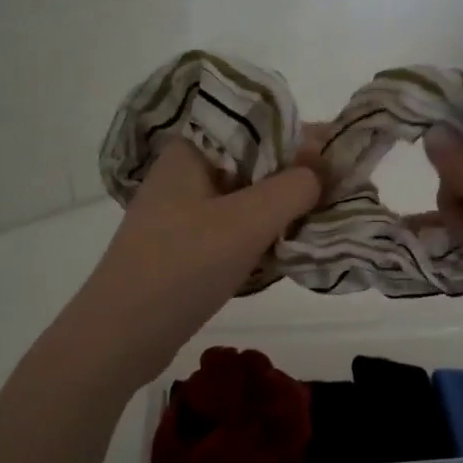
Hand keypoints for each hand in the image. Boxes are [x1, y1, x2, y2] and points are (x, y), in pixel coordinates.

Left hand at [63, 138, 322, 387]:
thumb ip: (294, 188)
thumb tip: (324, 169)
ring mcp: (182, 211)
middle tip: (341, 189)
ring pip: (246, 196)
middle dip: (297, 173)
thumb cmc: (182, 266)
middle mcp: (185, 172)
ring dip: (282, 205)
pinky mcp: (184, 245)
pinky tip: (288, 243)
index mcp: (191, 150)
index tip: (343, 154)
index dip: (303, 136)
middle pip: (253, 160)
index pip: (257, 126)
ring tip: (323, 214)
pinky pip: (233, 225)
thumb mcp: (247, 221)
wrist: (119, 337)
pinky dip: (262, 230)